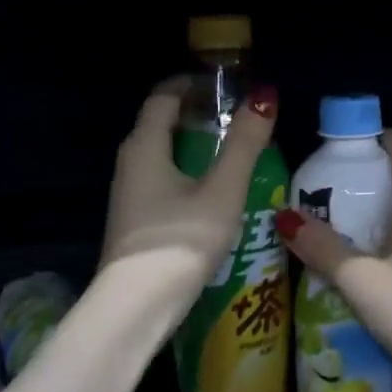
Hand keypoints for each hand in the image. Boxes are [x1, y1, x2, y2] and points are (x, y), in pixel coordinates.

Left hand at [100, 76, 278, 299]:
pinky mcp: (134, 220)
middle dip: (198, 115)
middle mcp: (129, 163)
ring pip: (162, 155)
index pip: (164, 96)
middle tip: (238, 119)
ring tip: (232, 155)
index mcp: (145, 145)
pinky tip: (213, 195)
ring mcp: (128, 194)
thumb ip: (244, 143)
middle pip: (162, 124)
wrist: (136, 307)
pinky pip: (161, 180)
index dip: (194, 84)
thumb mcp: (222, 190)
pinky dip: (187, 173)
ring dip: (194, 147)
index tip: (227, 85)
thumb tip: (264, 96)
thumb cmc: (181, 240)